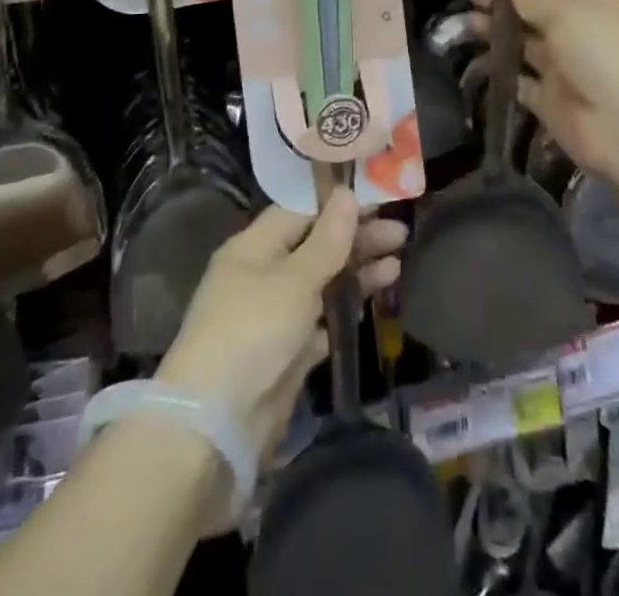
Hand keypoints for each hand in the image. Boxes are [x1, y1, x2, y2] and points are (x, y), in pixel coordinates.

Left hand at [158, 190, 404, 462]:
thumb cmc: (253, 330)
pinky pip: (323, 317)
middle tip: (400, 233)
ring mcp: (275, 314)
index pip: (301, 210)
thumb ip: (327, 240)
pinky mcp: (288, 351)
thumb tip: (347, 193)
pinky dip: (347, 306)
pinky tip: (375, 298)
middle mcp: (263, 274)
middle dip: (356, 238)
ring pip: (323, 281)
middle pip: (316, 245)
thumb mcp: (295, 279)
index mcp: (254, 246)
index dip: (338, 203)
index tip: (378, 197)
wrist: (218, 424)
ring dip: (357, 271)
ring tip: (397, 263)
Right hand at [469, 0, 618, 184]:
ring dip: (498, 34)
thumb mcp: (566, 14)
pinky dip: (502, 72)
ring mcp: (564, 68)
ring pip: (525, 44)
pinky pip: (521, 82)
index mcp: (592, 3)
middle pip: (536, 11)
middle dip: (505, 4)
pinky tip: (477, 61)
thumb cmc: (603, 55)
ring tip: (465, 25)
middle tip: (470, 0)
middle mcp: (578, 32)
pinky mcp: (550, 101)